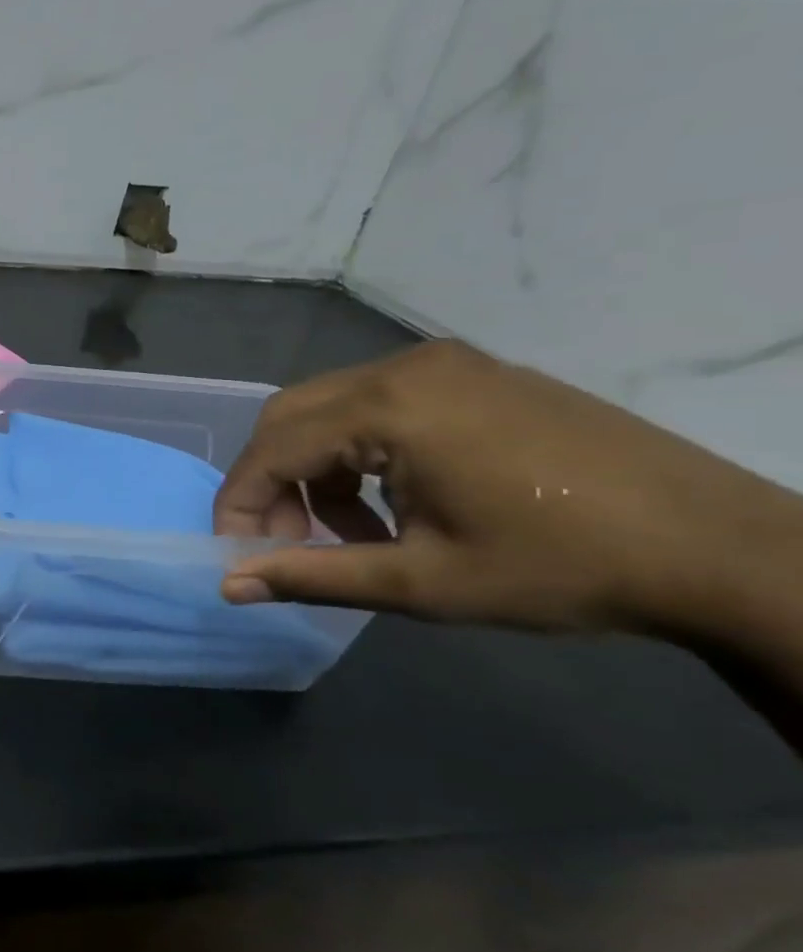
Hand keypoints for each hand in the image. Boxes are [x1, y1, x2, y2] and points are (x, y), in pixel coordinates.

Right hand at [213, 339, 801, 636]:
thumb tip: (227, 586)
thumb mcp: (421, 582)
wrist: (725, 550)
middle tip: (287, 544)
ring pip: (331, 409)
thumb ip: (311, 576)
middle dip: (272, 483)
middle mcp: (405, 368)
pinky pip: (379, 404)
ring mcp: (445, 365)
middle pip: (290, 417)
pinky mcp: (476, 375)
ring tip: (351, 533)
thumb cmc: (561, 568)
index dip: (240, 504)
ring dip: (316, 470)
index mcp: (390, 408)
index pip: (272, 449)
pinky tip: (395, 501)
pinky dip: (359, 452)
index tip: (236, 556)